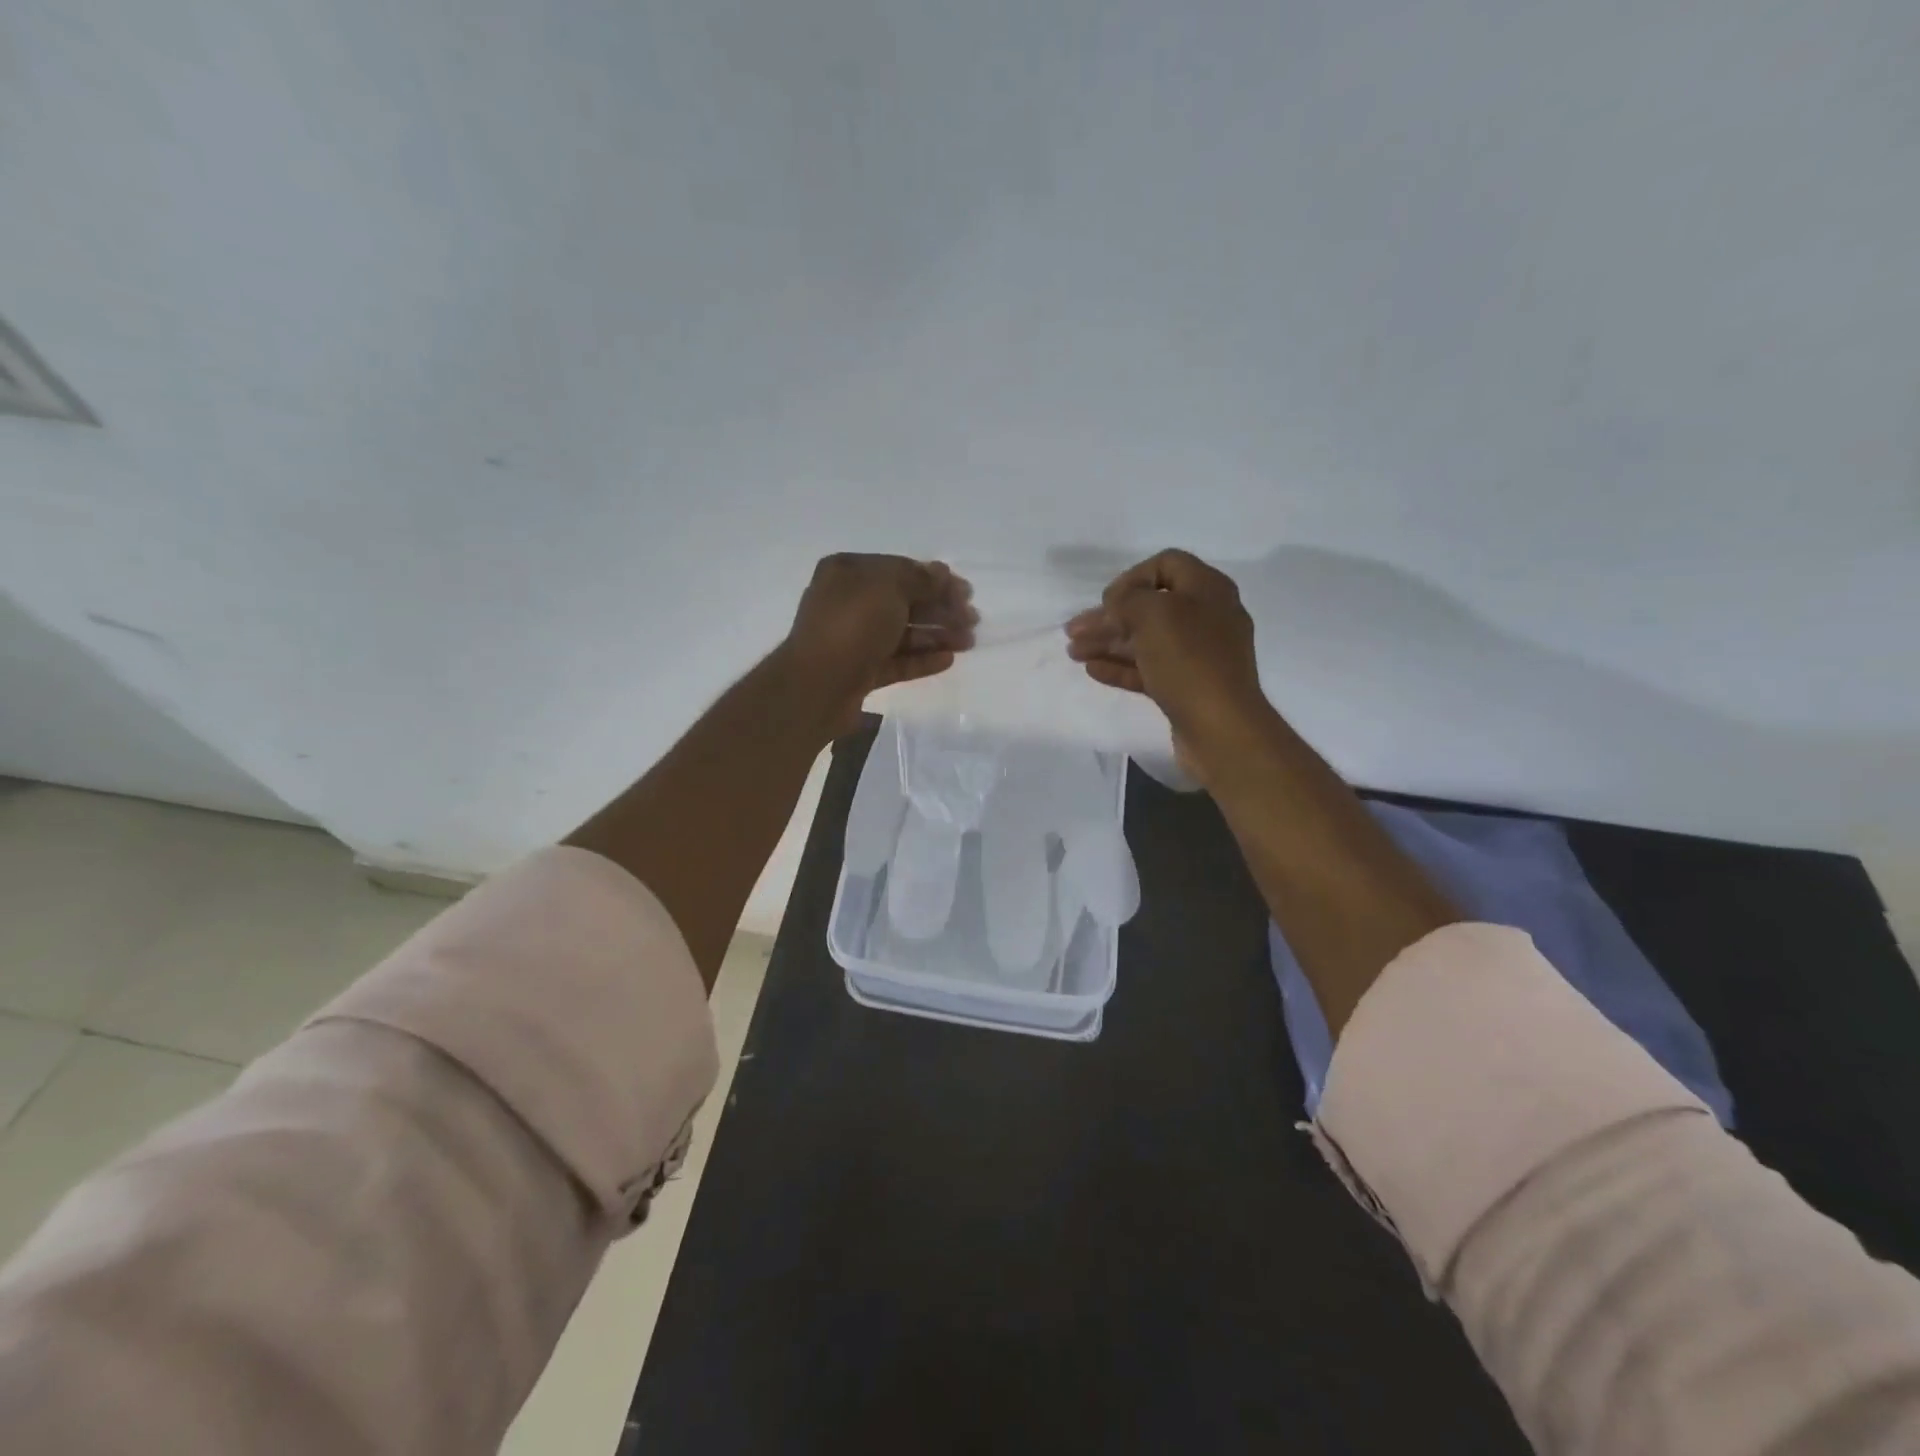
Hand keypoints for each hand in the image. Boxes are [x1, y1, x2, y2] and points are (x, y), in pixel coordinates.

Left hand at [780, 553, 976, 735]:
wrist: (817, 685)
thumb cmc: (852, 624)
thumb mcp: (889, 587)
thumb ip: (920, 579)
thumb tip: (941, 573)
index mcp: (848, 572)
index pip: (901, 570)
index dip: (936, 580)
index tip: (966, 593)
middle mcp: (848, 602)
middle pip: (904, 602)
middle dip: (941, 609)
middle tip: (972, 620)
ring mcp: (853, 639)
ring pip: (902, 633)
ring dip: (936, 635)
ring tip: (968, 642)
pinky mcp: (860, 671)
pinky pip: (896, 661)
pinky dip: (921, 659)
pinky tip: (948, 660)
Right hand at [1065, 549, 1270, 781]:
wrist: (1221, 729)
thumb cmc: (1189, 661)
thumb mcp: (1154, 614)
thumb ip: (1128, 599)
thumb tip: (1118, 603)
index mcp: (1208, 590)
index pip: (1167, 565)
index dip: (1132, 577)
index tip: (1107, 601)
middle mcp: (1207, 617)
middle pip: (1150, 607)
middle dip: (1109, 617)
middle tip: (1073, 630)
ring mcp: (1198, 655)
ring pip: (1146, 640)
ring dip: (1108, 643)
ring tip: (1073, 652)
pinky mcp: (1187, 687)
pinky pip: (1149, 669)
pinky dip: (1121, 667)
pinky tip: (1093, 670)